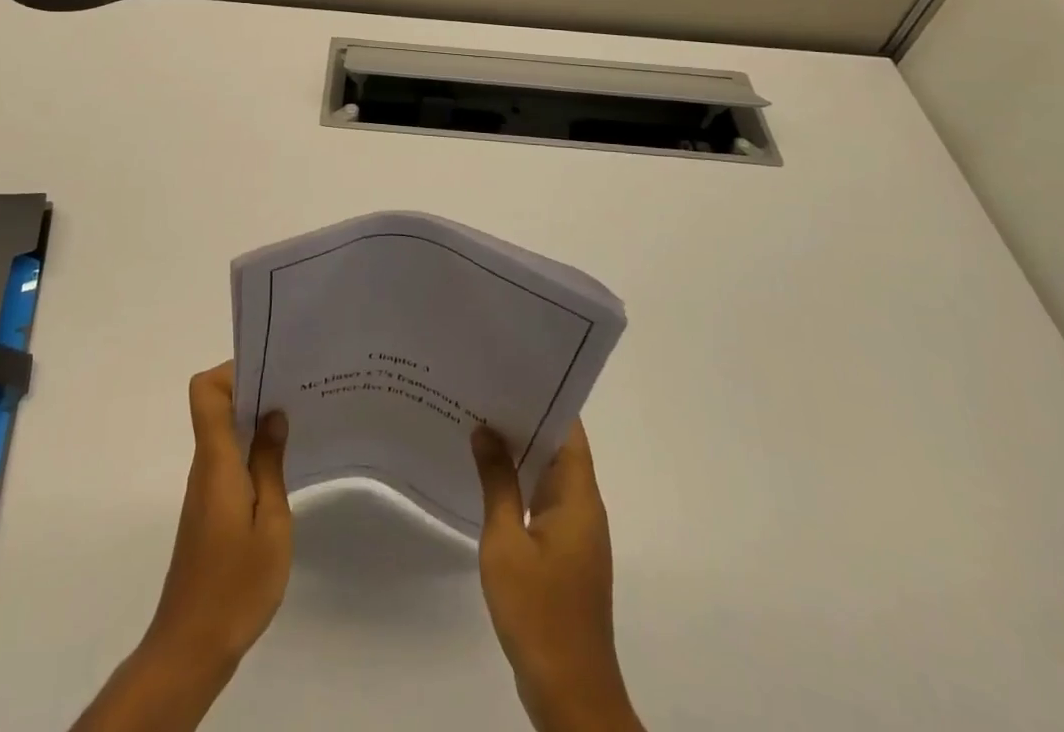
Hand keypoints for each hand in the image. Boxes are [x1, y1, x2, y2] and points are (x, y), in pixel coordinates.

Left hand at [70, 363, 290, 731]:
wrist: (191, 647)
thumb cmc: (236, 585)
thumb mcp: (271, 523)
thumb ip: (270, 464)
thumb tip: (273, 414)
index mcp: (217, 460)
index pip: (205, 391)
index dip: (232, 370)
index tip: (270, 371)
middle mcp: (205, 465)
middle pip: (217, 405)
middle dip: (254, 390)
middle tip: (296, 390)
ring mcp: (205, 488)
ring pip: (224, 432)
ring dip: (255, 421)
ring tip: (298, 420)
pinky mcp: (209, 509)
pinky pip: (228, 460)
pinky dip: (252, 450)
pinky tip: (282, 464)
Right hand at [473, 421, 643, 731]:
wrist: (569, 691)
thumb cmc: (538, 611)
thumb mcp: (506, 541)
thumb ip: (497, 482)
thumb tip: (485, 429)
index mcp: (578, 495)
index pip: (568, 428)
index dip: (544, 397)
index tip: (510, 371)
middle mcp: (584, 506)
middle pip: (559, 447)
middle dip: (525, 419)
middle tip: (483, 390)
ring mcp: (577, 532)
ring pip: (550, 474)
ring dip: (521, 451)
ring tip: (479, 422)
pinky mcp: (566, 553)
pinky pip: (544, 500)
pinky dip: (521, 482)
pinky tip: (488, 477)